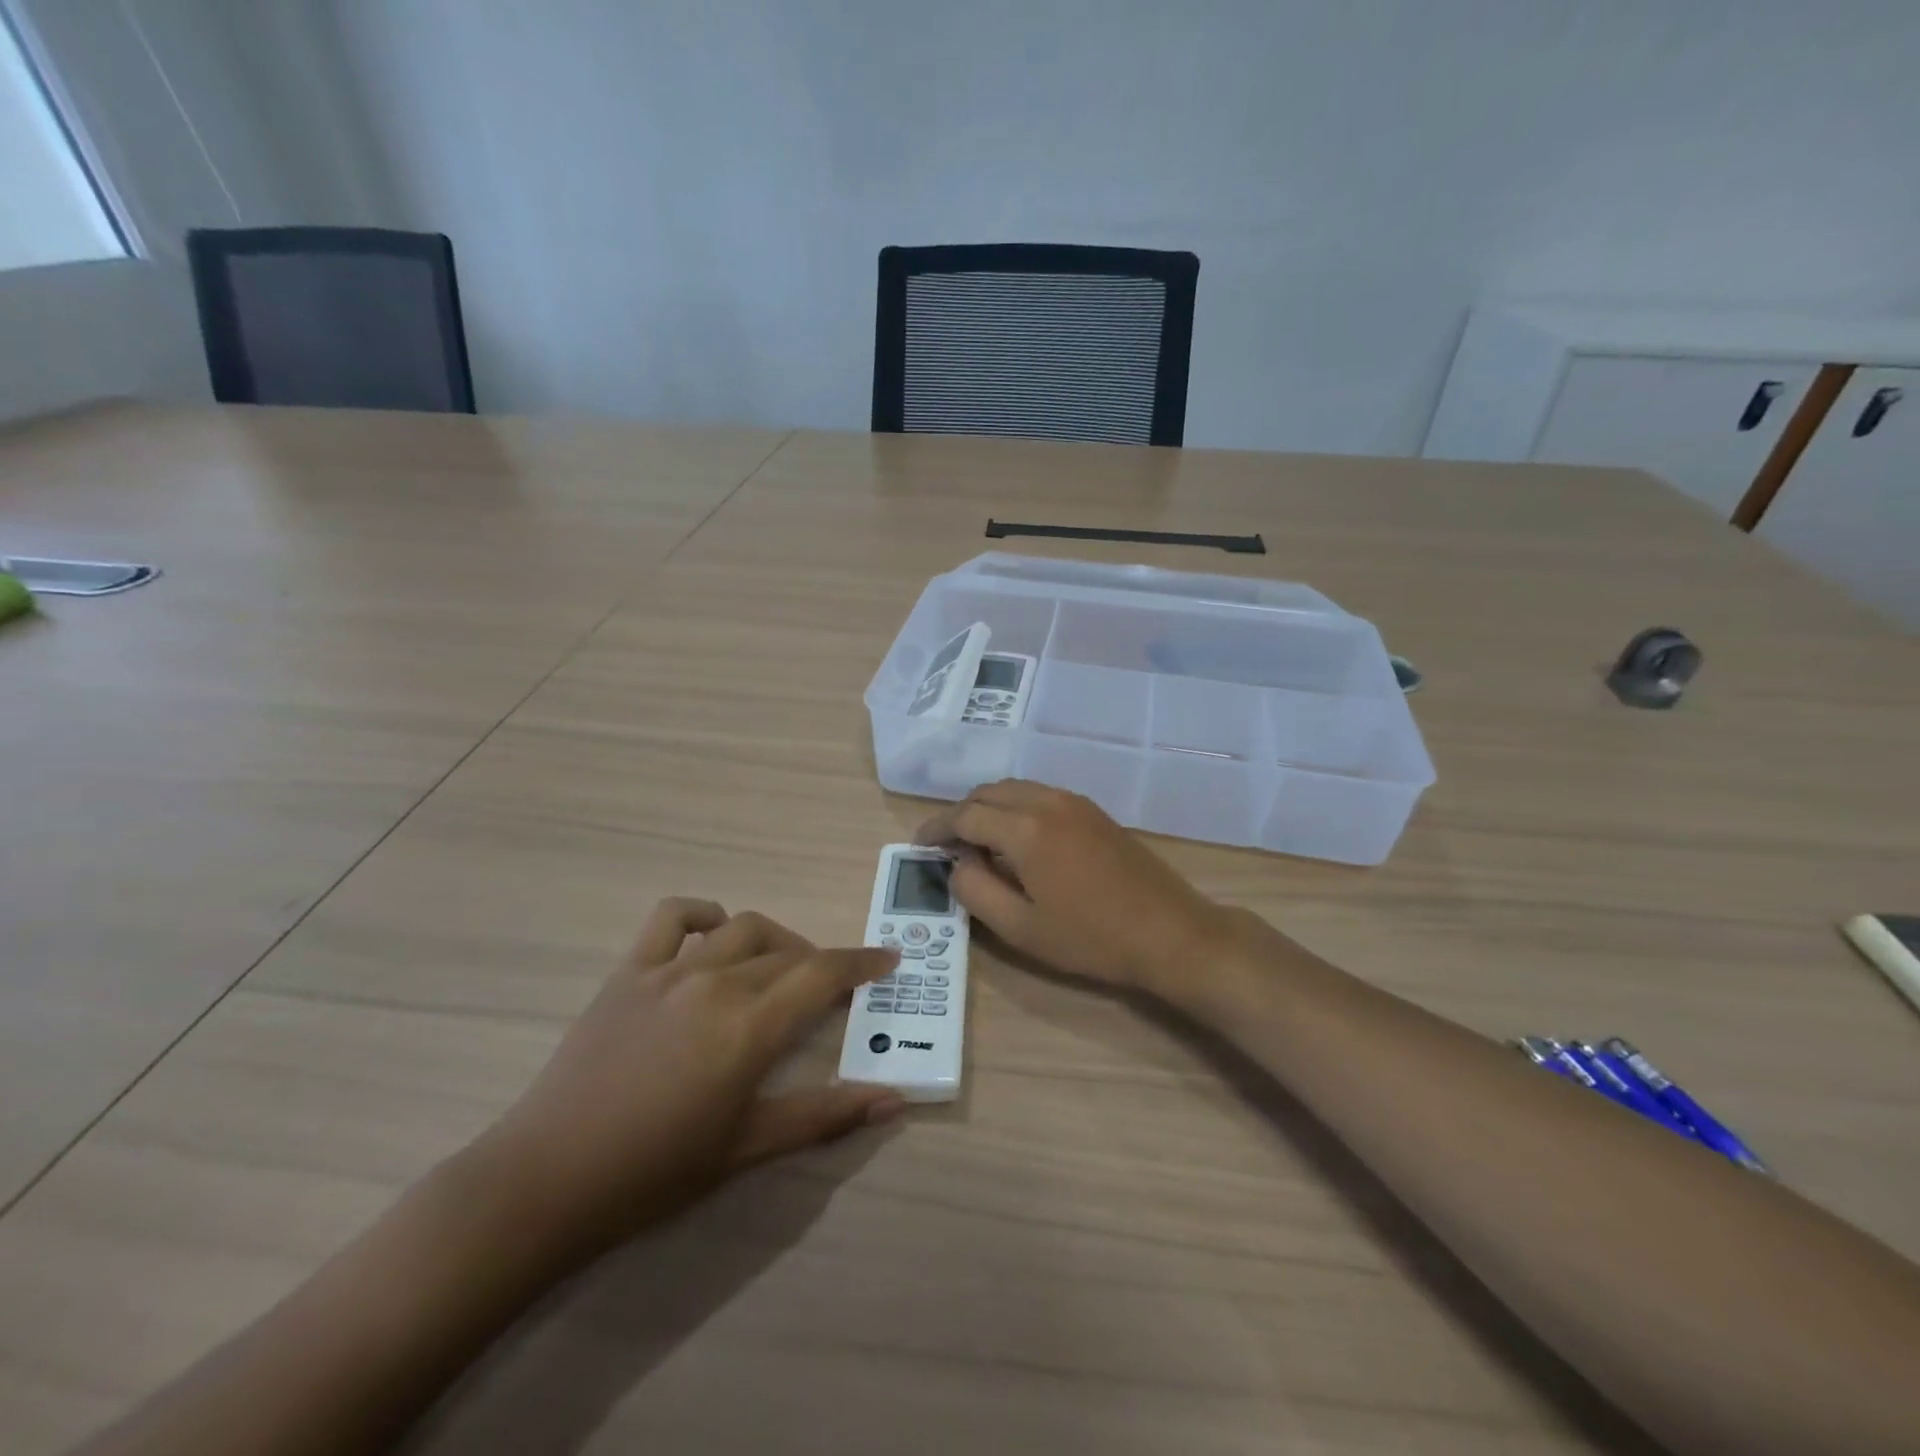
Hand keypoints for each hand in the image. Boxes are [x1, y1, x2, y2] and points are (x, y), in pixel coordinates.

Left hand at [473, 900, 902, 1261]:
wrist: (546, 1180)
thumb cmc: (654, 1173)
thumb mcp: (747, 1148)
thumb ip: (824, 1116)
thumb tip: (892, 1101)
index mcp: (749, 1028)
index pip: (823, 974)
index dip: (862, 962)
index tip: (888, 959)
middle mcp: (717, 984)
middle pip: (788, 953)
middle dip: (822, 964)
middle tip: (833, 990)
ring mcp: (669, 971)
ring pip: (742, 928)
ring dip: (774, 940)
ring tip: (780, 968)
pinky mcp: (629, 971)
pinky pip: (672, 918)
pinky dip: (703, 915)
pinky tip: (713, 938)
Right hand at [916, 780, 1236, 1001]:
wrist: (1170, 933)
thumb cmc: (1091, 938)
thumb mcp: (1020, 928)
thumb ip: (975, 890)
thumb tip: (956, 863)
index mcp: (1025, 828)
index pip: (965, 815)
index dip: (937, 828)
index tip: (920, 846)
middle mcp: (1047, 801)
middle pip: (988, 792)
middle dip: (960, 814)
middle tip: (946, 846)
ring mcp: (1075, 802)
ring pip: (1015, 789)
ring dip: (988, 808)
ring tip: (977, 842)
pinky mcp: (1093, 811)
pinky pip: (1040, 795)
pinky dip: (1015, 808)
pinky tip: (1017, 840)